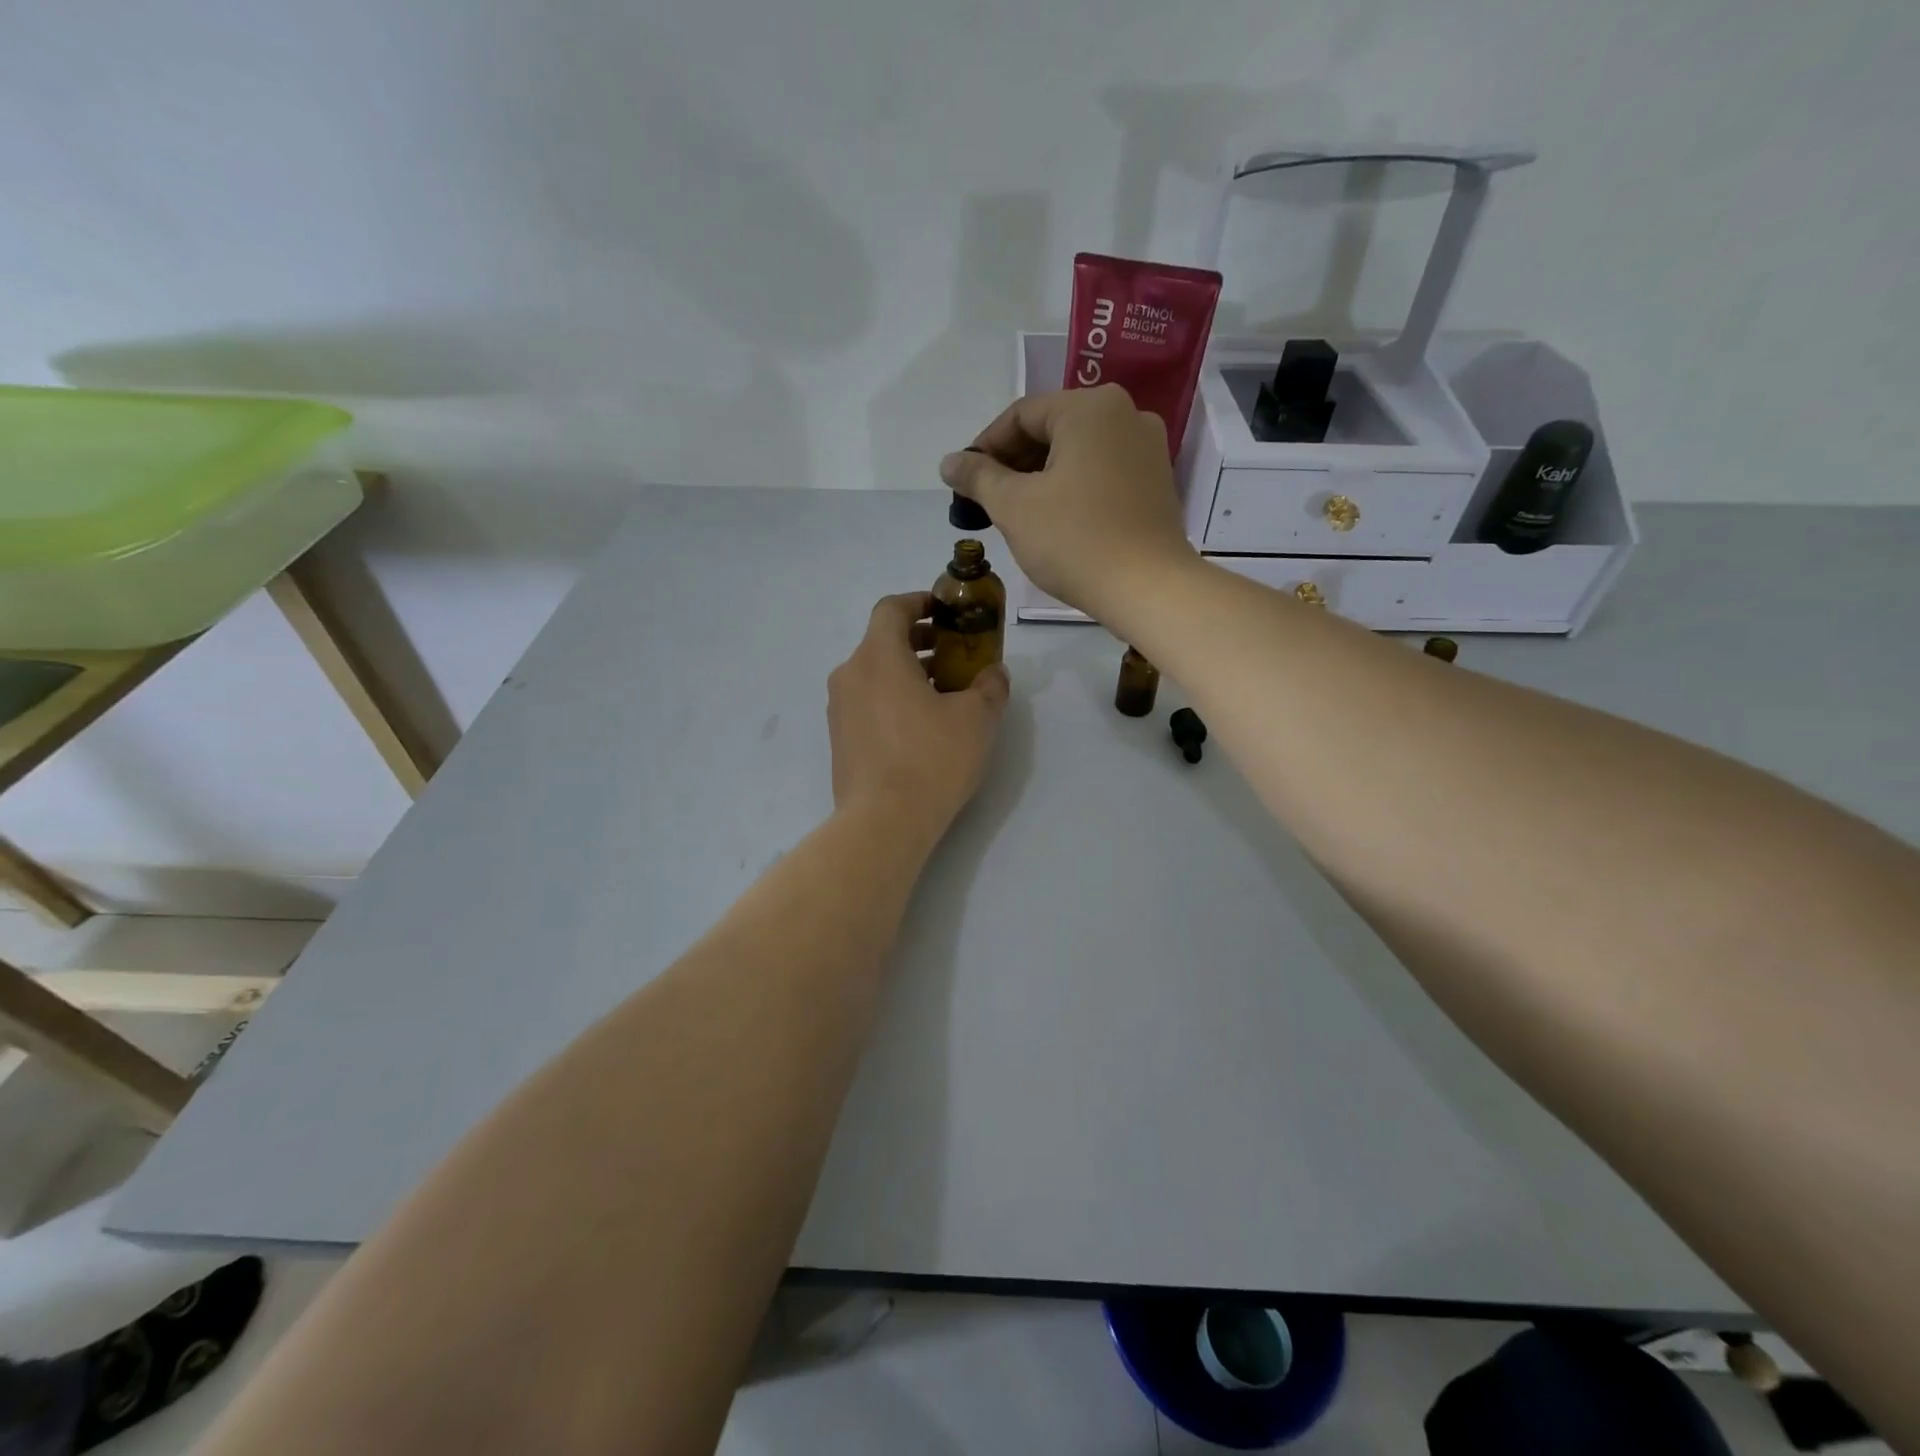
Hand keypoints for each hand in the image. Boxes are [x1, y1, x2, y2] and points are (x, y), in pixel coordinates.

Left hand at [828, 593, 1009, 844]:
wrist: (882, 822)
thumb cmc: (931, 759)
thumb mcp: (976, 719)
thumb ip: (989, 687)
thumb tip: (993, 674)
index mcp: (878, 657)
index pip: (891, 608)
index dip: (919, 603)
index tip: (945, 613)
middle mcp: (850, 675)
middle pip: (882, 641)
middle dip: (919, 642)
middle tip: (954, 655)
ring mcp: (839, 709)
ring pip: (874, 674)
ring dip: (907, 673)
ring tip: (944, 694)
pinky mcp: (839, 739)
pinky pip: (867, 702)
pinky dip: (892, 699)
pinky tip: (920, 727)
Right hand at [939, 385, 1197, 621]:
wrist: (1149, 589)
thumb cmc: (1075, 541)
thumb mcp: (1015, 507)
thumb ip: (978, 477)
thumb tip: (949, 462)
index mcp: (1090, 407)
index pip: (1021, 415)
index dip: (985, 447)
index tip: (963, 482)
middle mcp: (1126, 414)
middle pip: (1052, 430)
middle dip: (1013, 464)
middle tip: (986, 502)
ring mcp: (1147, 448)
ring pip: (1078, 453)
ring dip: (1041, 478)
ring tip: (1016, 514)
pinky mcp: (1157, 482)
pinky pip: (1103, 472)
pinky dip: (1073, 488)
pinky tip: (1055, 520)